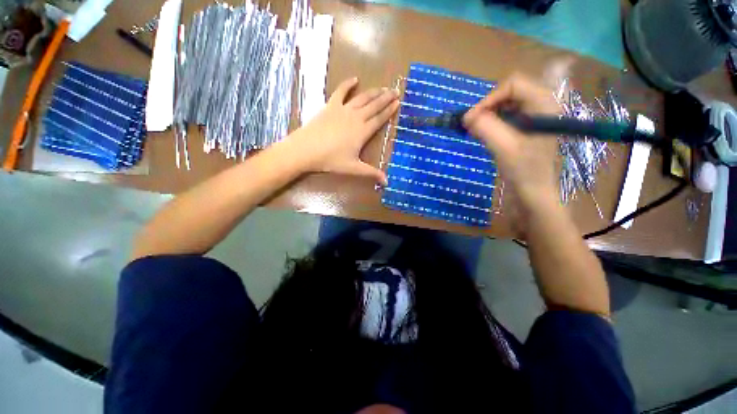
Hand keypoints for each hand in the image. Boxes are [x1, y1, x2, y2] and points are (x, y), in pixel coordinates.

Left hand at [290, 77, 398, 184]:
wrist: (306, 150)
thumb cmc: (331, 160)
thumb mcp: (353, 168)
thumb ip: (371, 173)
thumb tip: (387, 182)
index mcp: (363, 131)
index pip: (379, 119)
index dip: (389, 111)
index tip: (398, 102)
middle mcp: (356, 117)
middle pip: (374, 105)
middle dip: (385, 98)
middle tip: (395, 90)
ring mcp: (343, 109)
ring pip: (362, 98)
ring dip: (373, 92)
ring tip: (382, 88)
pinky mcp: (331, 106)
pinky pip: (341, 91)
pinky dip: (348, 84)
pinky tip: (354, 79)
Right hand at [463, 74, 560, 210]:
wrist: (533, 192)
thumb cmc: (524, 170)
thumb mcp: (504, 147)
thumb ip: (486, 127)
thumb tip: (466, 116)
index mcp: (544, 104)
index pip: (513, 84)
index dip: (490, 98)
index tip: (472, 118)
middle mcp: (541, 105)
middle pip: (509, 92)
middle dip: (487, 107)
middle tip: (472, 125)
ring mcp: (534, 116)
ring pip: (505, 104)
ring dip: (488, 116)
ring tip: (476, 131)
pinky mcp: (526, 127)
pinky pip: (505, 116)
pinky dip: (491, 123)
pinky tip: (484, 135)